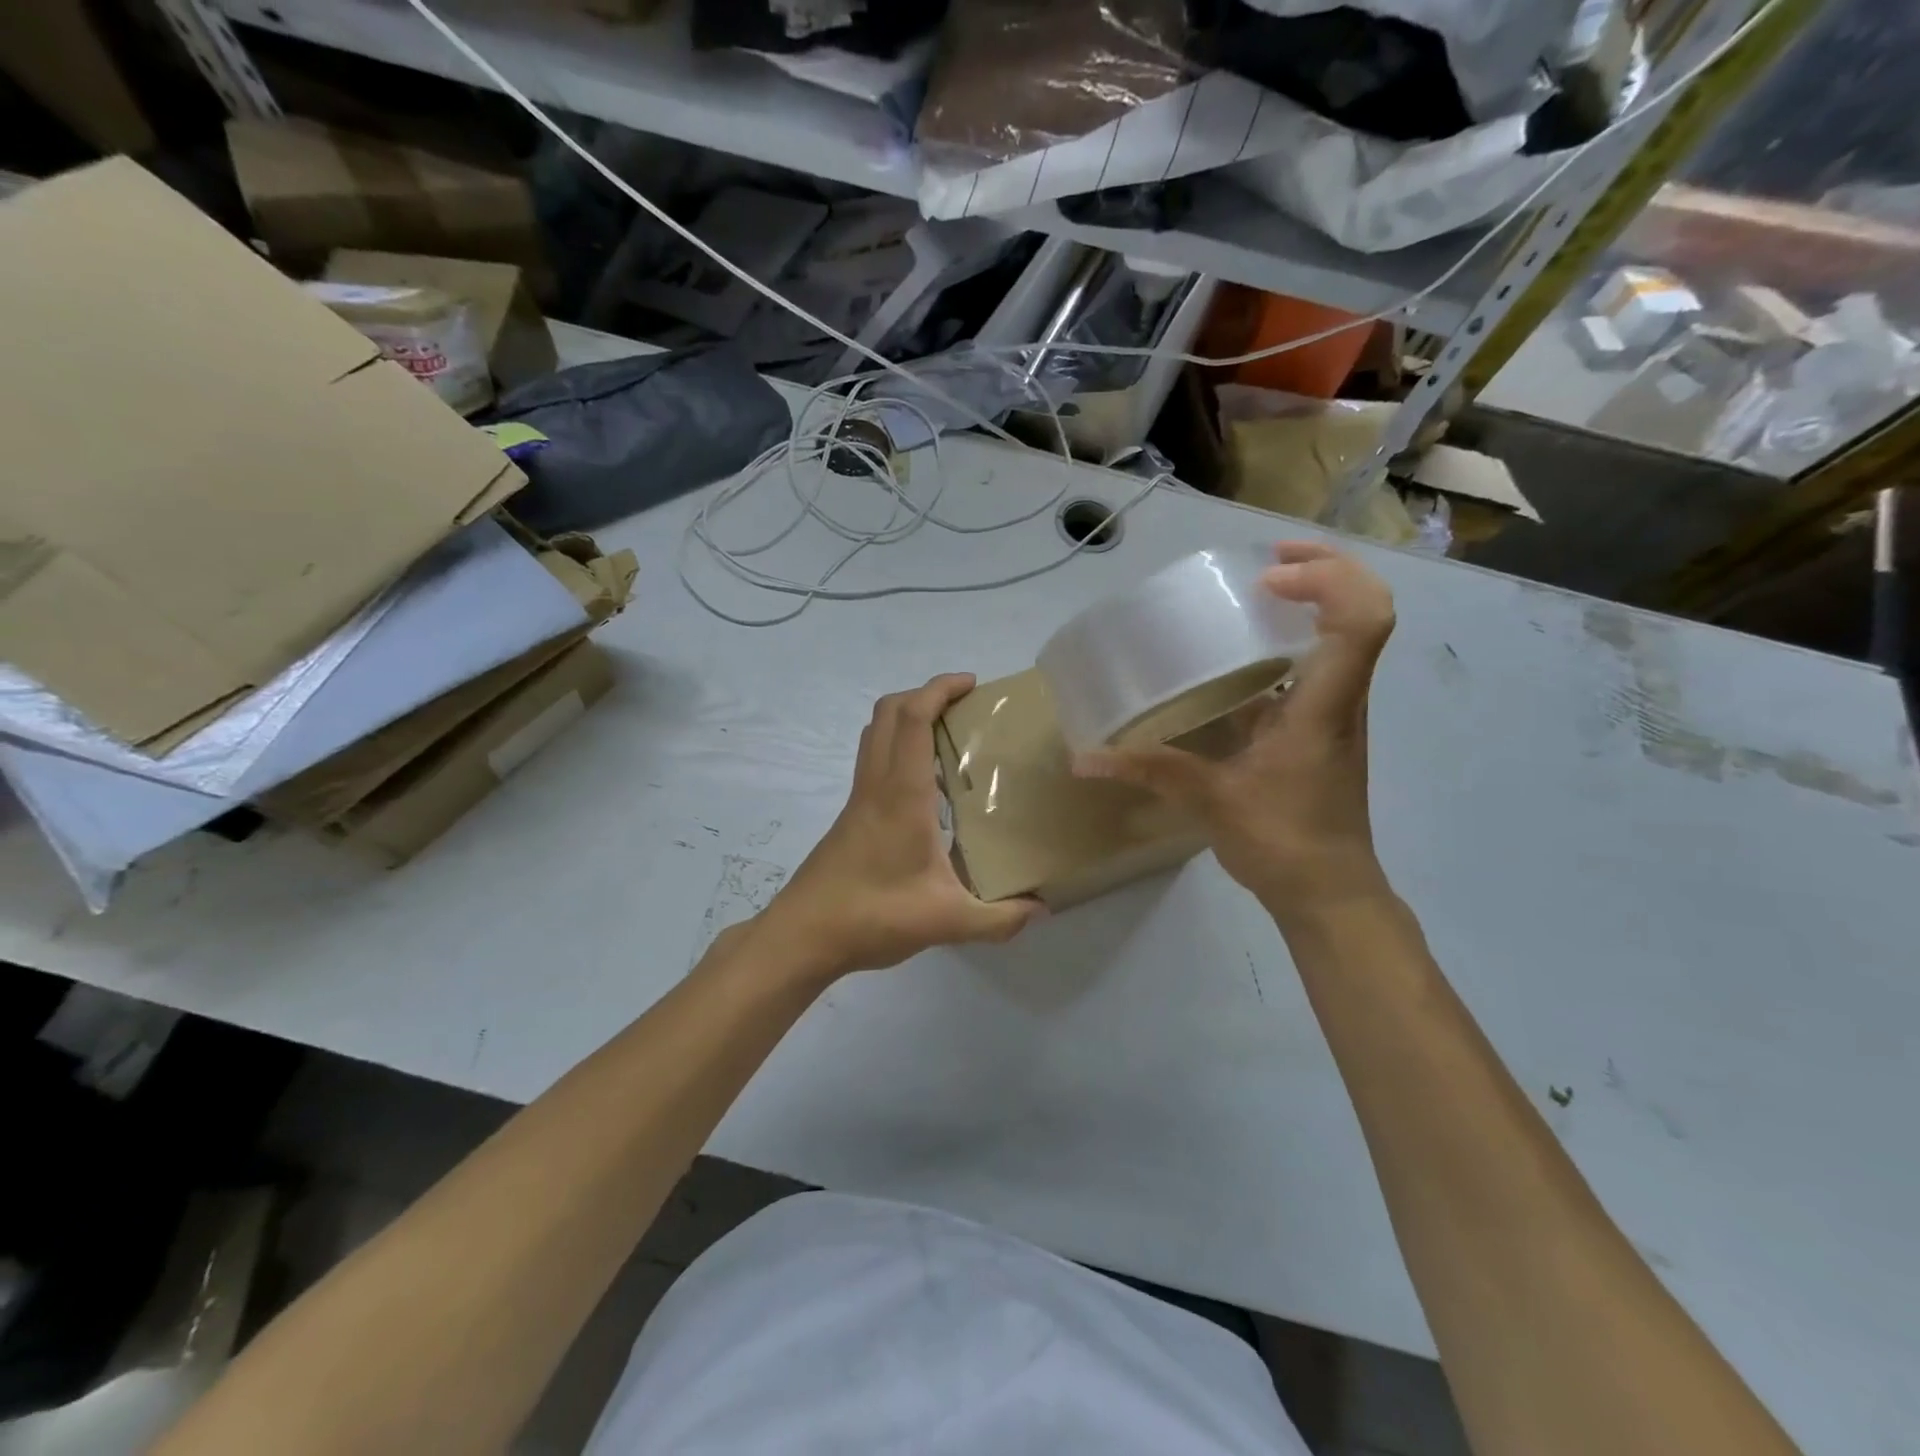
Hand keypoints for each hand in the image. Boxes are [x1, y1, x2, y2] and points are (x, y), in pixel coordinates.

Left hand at [763, 674, 1043, 977]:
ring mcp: (858, 799)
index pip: (912, 718)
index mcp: (901, 794)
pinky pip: (873, 762)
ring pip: (874, 734)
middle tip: (963, 706)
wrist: (803, 935)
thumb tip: (1041, 909)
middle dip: (923, 694)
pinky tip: (926, 790)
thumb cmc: (872, 916)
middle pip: (888, 713)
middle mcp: (876, 785)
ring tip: (947, 737)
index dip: (939, 688)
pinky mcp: (850, 817)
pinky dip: (898, 750)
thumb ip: (998, 919)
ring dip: (906, 718)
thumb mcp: (946, 921)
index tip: (971, 684)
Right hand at [1074, 542, 1394, 924]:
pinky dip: (1290, 643)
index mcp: (1324, 706)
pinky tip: (1240, 659)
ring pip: (1345, 637)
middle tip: (1265, 562)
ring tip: (1254, 593)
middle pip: (1363, 613)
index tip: (1268, 579)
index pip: (1362, 621)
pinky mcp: (1319, 729)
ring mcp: (1334, 713)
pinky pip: (1317, 667)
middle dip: (1322, 571)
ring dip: (1312, 603)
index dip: (1327, 580)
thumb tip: (1085, 757)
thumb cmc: (1283, 842)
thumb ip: (1150, 771)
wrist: (1330, 893)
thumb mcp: (1211, 801)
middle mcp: (1340, 699)